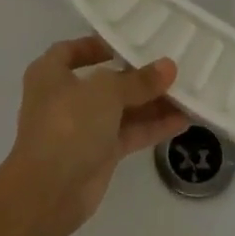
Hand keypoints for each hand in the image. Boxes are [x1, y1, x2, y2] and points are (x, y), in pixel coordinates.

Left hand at [0, 36, 187, 234]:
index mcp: (51, 73)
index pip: (72, 50)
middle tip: (170, 65)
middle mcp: (65, 98)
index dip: (97, 45)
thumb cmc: (68, 124)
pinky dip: (153, 127)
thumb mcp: (106, 92)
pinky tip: (182, 119)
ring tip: (186, 90)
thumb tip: (169, 66)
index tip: (127, 42)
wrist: (49, 193)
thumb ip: (139, 81)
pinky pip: (130, 133)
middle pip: (104, 81)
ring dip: (151, 102)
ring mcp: (82, 128)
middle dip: (136, 76)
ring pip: (121, 109)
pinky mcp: (99, 154)